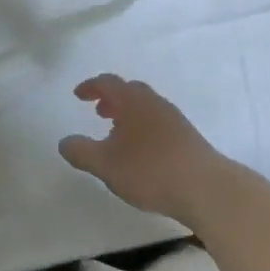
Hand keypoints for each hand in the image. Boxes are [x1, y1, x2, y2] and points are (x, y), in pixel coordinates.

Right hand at [58, 75, 232, 224]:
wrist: (206, 187)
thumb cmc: (150, 170)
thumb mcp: (106, 165)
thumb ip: (81, 152)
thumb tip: (63, 142)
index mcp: (132, 100)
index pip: (107, 83)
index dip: (90, 86)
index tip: (78, 95)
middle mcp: (153, 101)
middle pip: (129, 91)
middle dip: (111, 99)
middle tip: (98, 112)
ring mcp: (173, 117)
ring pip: (145, 106)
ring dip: (128, 114)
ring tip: (118, 135)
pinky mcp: (187, 136)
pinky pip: (158, 121)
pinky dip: (143, 126)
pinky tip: (142, 152)